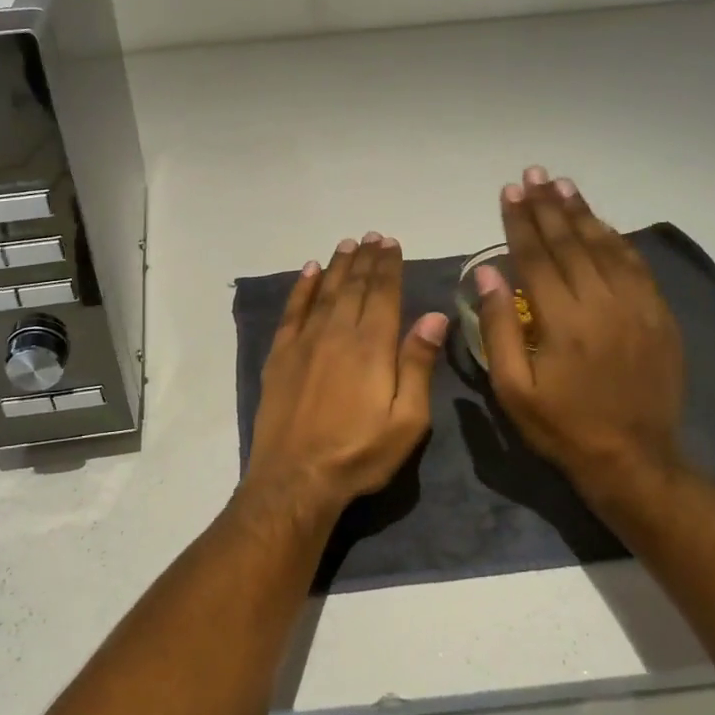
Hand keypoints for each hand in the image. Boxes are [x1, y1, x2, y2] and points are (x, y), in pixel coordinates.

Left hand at [246, 233, 448, 523]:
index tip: (392, 243)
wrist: (296, 478)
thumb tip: (434, 316)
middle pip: (354, 287)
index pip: (384, 294)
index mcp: (372, 347)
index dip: (389, 266)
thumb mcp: (407, 420)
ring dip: (337, 266)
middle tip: (372, 237)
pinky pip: (292, 311)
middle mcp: (337, 333)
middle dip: (366, 260)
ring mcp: (304, 342)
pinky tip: (308, 272)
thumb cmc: (359, 454)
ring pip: (324, 292)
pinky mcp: (280, 356)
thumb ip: (417, 364)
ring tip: (347, 245)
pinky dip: (301, 288)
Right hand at [475, 168, 685, 504]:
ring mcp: (636, 307)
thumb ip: (498, 327)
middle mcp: (602, 302)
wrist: (633, 459)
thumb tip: (487, 272)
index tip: (509, 191)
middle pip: (571, 242)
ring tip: (563, 186)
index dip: (520, 221)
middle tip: (533, 175)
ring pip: (606, 246)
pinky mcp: (658, 316)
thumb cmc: (561, 426)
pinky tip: (601, 224)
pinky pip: (635, 266)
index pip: (536, 256)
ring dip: (582, 214)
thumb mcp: (512, 387)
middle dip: (548, 206)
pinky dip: (616, 239)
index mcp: (562, 320)